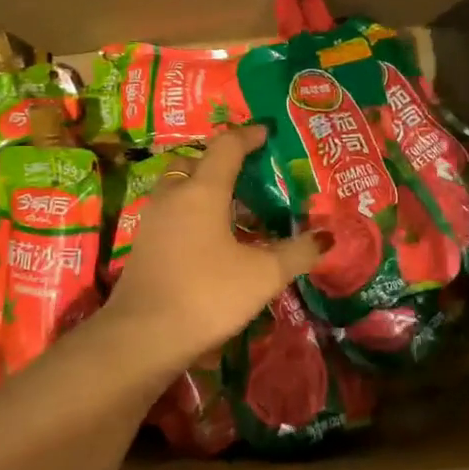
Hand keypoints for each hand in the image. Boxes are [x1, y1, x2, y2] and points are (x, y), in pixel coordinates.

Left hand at [103, 125, 324, 370]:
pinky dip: (191, 211)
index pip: (226, 147)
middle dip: (220, 159)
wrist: (141, 337)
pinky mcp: (143, 245)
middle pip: (195, 161)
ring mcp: (152, 220)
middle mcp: (173, 195)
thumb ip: (297, 253)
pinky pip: (171, 212)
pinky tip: (209, 237)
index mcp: (203, 190)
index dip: (248, 136)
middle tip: (248, 170)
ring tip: (232, 204)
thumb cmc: (207, 294)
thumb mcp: (263, 275)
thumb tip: (326, 237)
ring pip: (178, 187)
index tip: (266, 132)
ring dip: (202, 186)